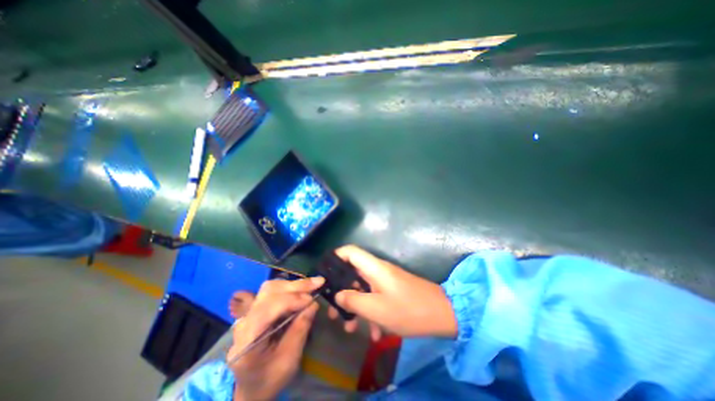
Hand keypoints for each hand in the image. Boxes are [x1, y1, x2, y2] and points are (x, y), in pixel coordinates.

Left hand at [228, 278, 321, 398]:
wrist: (252, 387)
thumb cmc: (270, 379)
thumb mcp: (289, 360)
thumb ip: (300, 330)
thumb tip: (314, 304)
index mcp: (247, 340)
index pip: (268, 309)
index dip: (291, 300)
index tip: (312, 299)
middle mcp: (244, 321)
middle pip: (269, 292)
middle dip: (296, 286)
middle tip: (318, 282)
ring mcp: (248, 313)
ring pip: (271, 288)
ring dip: (293, 285)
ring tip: (312, 285)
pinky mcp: (256, 309)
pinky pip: (273, 292)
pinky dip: (290, 288)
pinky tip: (302, 290)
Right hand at [329, 247, 457, 338]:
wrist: (443, 314)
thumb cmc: (408, 309)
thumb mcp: (377, 309)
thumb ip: (354, 301)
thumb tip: (338, 295)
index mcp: (374, 267)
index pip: (350, 251)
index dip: (336, 256)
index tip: (325, 273)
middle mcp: (378, 270)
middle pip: (353, 272)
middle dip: (341, 290)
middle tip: (333, 311)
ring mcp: (385, 281)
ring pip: (363, 288)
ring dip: (355, 306)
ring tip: (349, 328)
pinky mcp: (392, 291)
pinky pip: (375, 297)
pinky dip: (371, 312)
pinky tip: (374, 334)